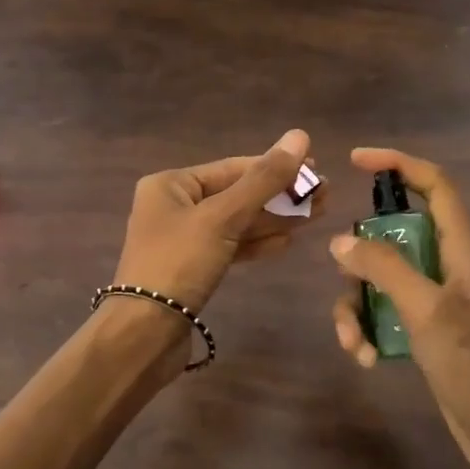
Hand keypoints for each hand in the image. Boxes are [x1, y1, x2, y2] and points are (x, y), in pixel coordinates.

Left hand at [113, 129, 321, 313]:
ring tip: (317, 215)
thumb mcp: (223, 217)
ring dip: (274, 220)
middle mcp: (173, 206)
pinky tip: (287, 242)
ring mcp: (182, 239)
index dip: (275, 167)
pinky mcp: (191, 269)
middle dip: (279, 196)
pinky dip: (256, 244)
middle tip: (325, 195)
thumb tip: (299, 135)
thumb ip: (263, 180)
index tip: (315, 169)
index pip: (232, 168)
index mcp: (170, 184)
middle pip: (236, 194)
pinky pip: (229, 247)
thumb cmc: (179, 263)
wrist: (144, 333)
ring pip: (235, 223)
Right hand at [327, 147, 469, 468]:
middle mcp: (448, 268)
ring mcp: (436, 302)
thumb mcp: (427, 311)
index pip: (435, 186)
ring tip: (353, 342)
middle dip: (360, 256)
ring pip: (381, 280)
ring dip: (357, 306)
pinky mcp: (426, 334)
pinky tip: (365, 359)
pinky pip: (384, 314)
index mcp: (461, 250)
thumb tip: (341, 241)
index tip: (355, 160)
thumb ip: (384, 269)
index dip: (398, 164)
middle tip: (342, 275)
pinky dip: (367, 330)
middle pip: (393, 236)